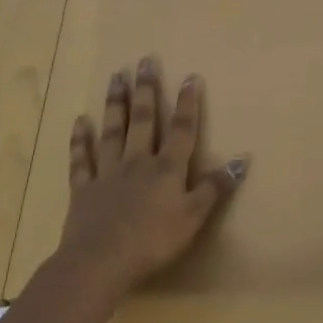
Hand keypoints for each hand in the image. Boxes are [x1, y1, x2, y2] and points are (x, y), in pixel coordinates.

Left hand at [60, 56, 246, 297]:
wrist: (100, 261)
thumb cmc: (153, 241)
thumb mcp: (194, 218)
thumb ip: (215, 188)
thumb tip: (243, 159)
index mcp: (167, 169)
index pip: (182, 130)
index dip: (188, 103)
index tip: (190, 77)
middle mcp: (138, 162)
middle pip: (144, 120)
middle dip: (147, 90)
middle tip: (144, 61)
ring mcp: (108, 173)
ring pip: (113, 131)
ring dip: (116, 103)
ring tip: (117, 77)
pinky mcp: (84, 189)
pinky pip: (82, 159)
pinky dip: (80, 140)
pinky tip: (80, 121)